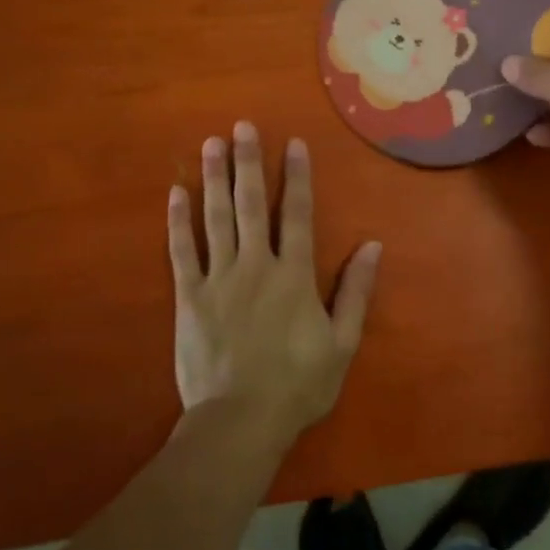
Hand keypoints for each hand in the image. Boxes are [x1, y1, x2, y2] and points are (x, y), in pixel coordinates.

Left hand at [168, 122, 381, 443]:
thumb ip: (357, 291)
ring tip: (210, 144)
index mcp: (294, 275)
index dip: (297, 176)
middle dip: (248, 162)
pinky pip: (181, 251)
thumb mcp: (342, 343)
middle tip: (241, 126)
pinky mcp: (189, 297)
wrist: (239, 422)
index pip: (298, 214)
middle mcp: (256, 265)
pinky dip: (178, 222)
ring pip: (216, 218)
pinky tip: (176, 193)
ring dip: (214, 179)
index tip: (292, 143)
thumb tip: (373, 245)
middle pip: (252, 204)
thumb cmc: (297, 385)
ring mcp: (219, 278)